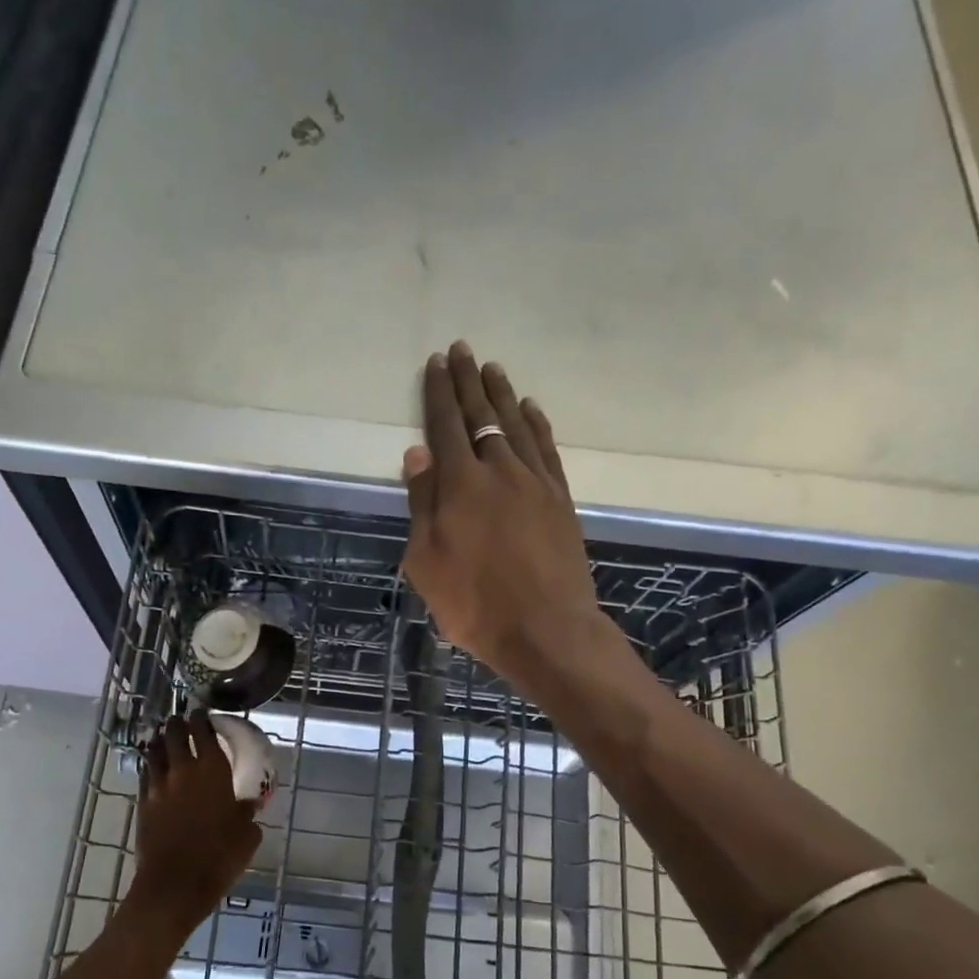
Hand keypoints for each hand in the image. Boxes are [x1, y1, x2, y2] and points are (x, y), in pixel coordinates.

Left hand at [127, 711, 262, 939]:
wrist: (175, 885)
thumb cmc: (219, 857)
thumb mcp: (247, 835)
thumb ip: (247, 814)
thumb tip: (248, 805)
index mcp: (212, 770)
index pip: (204, 731)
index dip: (202, 718)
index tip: (202, 712)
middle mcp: (183, 770)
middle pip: (174, 735)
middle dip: (177, 724)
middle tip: (181, 720)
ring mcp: (159, 786)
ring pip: (155, 752)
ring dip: (160, 741)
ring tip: (163, 737)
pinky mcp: (143, 804)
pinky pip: (145, 775)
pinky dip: (150, 766)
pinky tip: (153, 768)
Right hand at [401, 341, 607, 685]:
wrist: (546, 629)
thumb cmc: (474, 603)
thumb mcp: (426, 561)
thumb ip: (422, 503)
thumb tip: (418, 453)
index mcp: (460, 484)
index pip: (445, 425)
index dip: (438, 392)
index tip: (435, 363)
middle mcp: (500, 470)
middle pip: (482, 415)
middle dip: (468, 381)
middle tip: (461, 350)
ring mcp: (535, 482)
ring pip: (517, 424)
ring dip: (502, 394)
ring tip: (492, 369)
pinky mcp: (560, 499)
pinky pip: (546, 448)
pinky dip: (537, 424)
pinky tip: (530, 409)